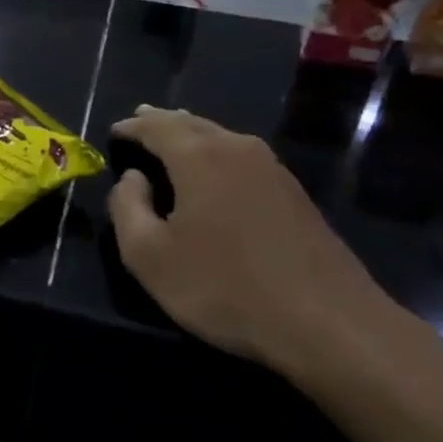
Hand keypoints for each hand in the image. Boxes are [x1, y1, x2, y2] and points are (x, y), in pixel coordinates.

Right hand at [107, 106, 412, 379]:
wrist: (328, 322)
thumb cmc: (225, 287)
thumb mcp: (150, 257)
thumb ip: (127, 208)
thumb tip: (133, 179)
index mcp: (199, 156)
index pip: (157, 127)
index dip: (132, 127)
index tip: (114, 131)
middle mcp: (237, 149)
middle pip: (192, 124)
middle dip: (162, 122)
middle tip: (141, 119)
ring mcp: (272, 169)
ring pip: (221, 138)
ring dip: (192, 135)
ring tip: (174, 138)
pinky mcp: (294, 193)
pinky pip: (242, 157)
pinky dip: (218, 154)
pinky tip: (215, 171)